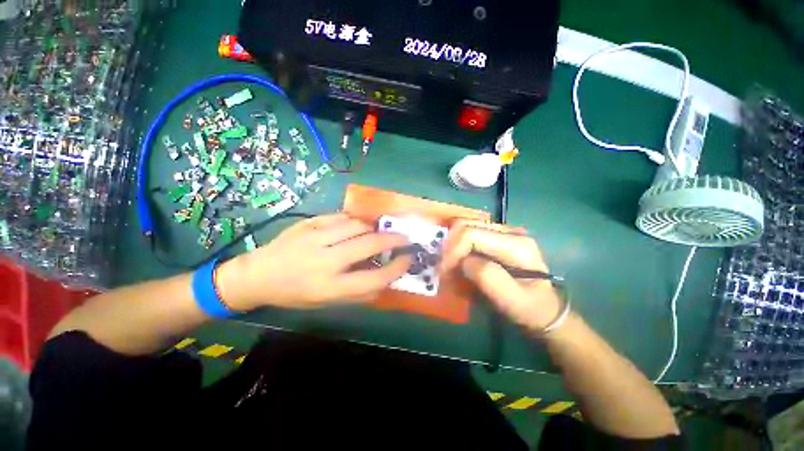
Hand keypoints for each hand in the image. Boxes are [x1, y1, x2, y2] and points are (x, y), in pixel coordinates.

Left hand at [216, 213, 411, 309]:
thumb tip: (386, 280)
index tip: (408, 259)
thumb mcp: (326, 302)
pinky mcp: (308, 223)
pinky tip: (357, 225)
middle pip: (368, 245)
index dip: (396, 268)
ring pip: (357, 225)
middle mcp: (323, 261)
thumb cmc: (294, 294)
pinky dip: (355, 220)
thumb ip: (358, 293)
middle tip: (404, 238)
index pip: (373, 279)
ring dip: (374, 228)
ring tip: (378, 232)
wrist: (258, 275)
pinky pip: (341, 217)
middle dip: (392, 239)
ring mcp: (314, 237)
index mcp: (328, 287)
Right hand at [440, 220, 562, 330]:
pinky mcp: (497, 236)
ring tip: (449, 265)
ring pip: (465, 226)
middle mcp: (510, 230)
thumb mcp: (511, 300)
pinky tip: (458, 260)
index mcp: (516, 244)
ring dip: (452, 245)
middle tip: (443, 267)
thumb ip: (486, 276)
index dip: (453, 250)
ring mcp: (503, 231)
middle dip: (449, 246)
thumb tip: (463, 261)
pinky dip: (458, 246)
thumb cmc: (530, 308)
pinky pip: (469, 233)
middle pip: (466, 225)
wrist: (545, 308)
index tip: (443, 270)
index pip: (471, 234)